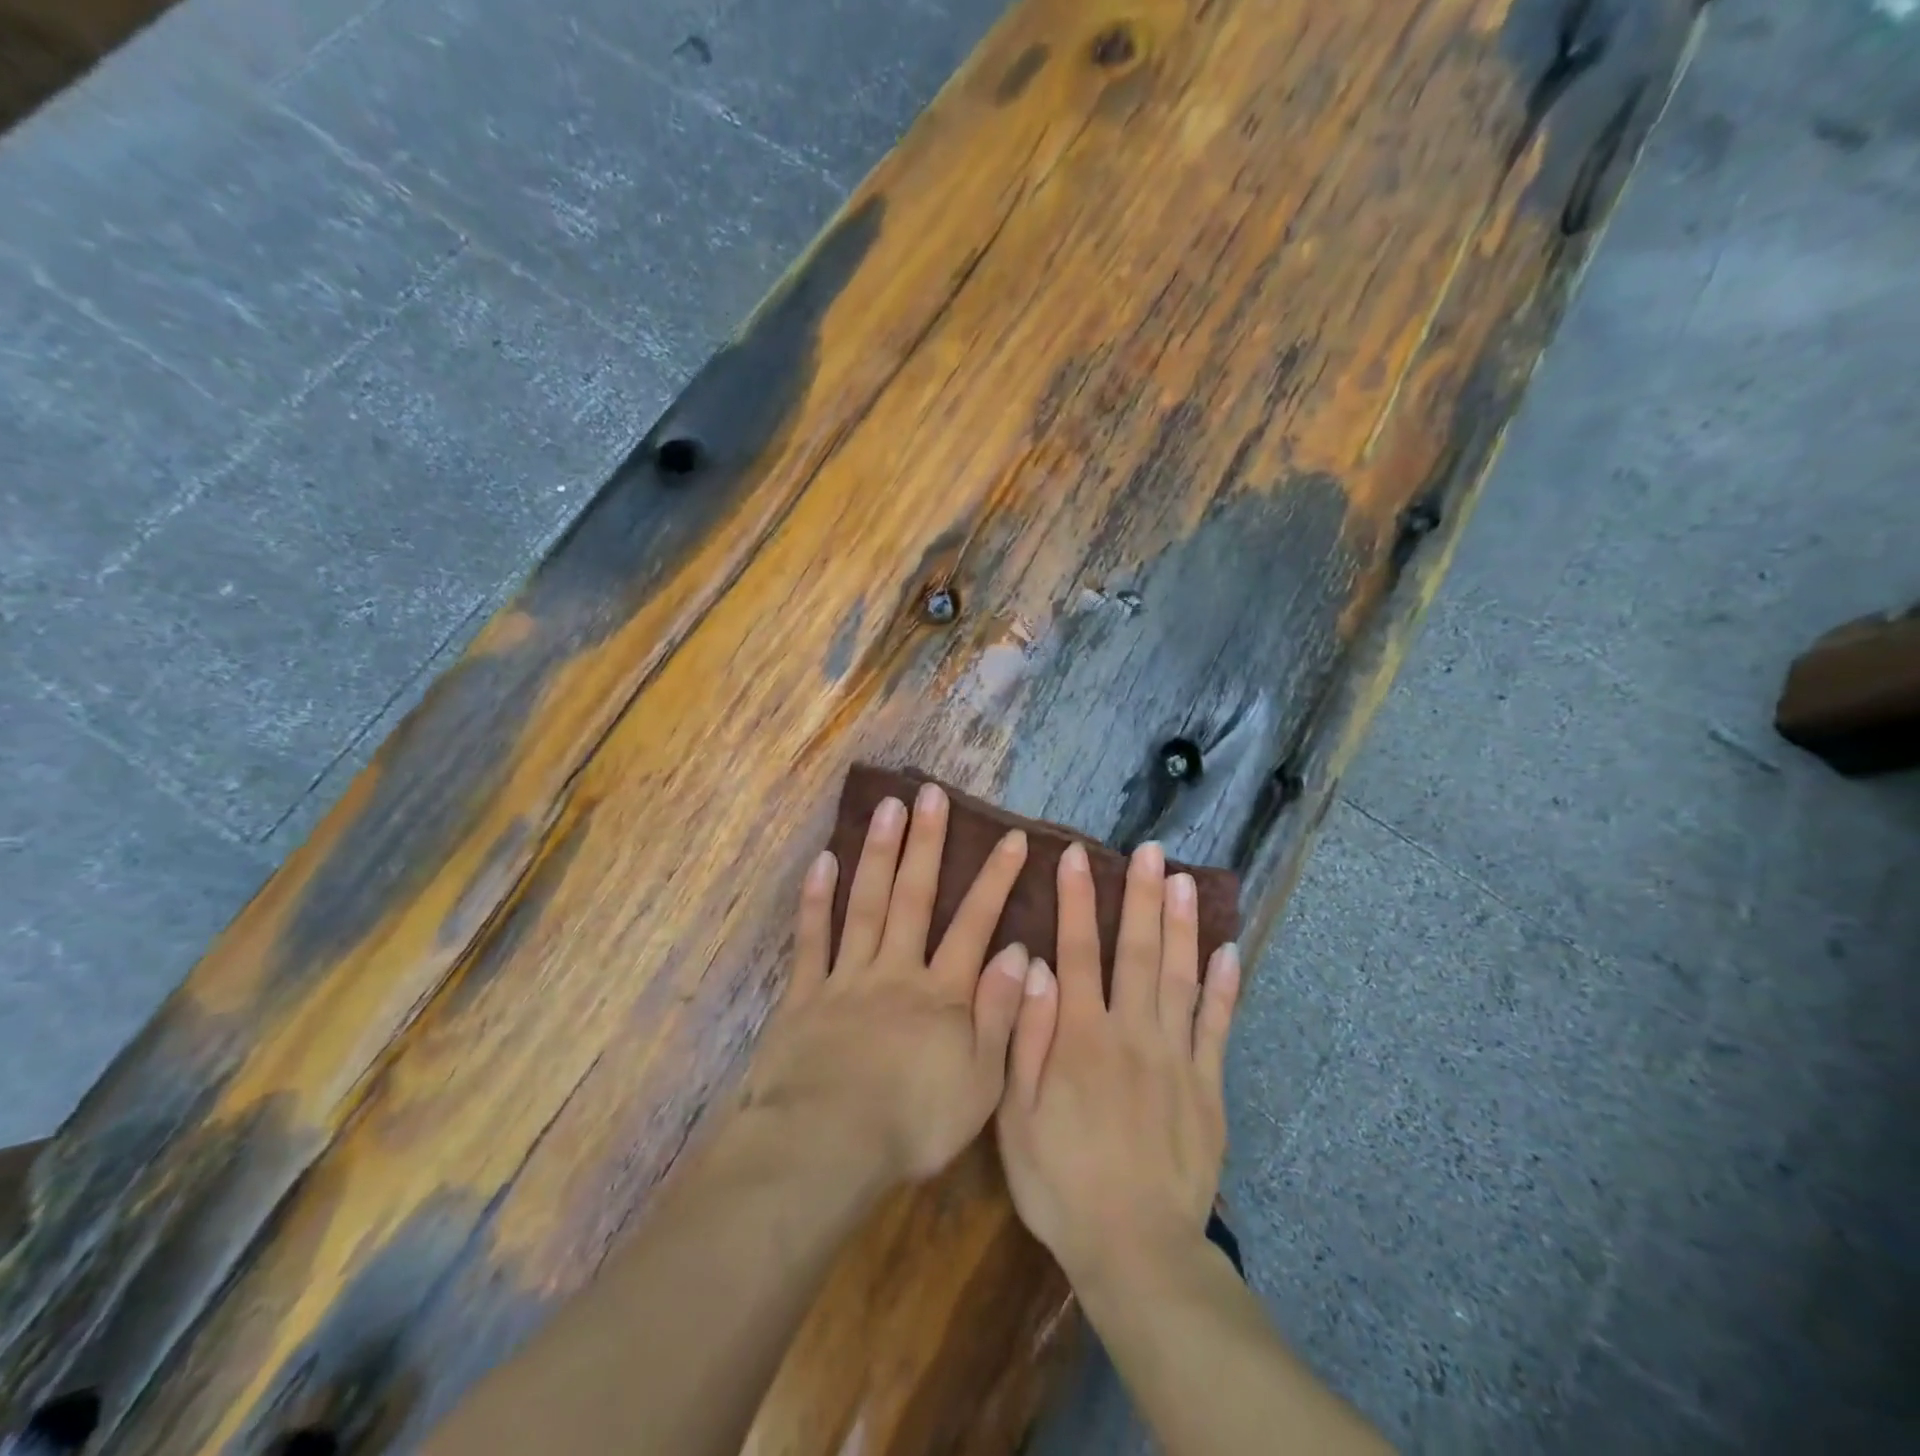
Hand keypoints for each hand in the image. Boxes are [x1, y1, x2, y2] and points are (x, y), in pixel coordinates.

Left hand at [744, 781, 1032, 1184]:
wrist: (826, 1147)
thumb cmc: (912, 1123)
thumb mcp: (980, 1082)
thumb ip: (1001, 1014)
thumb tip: (1022, 953)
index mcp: (942, 994)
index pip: (975, 925)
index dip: (995, 880)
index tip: (1011, 838)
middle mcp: (896, 971)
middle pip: (914, 897)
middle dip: (926, 844)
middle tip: (930, 794)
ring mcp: (847, 978)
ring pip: (865, 904)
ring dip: (878, 853)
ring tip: (886, 807)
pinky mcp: (805, 995)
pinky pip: (812, 940)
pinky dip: (817, 900)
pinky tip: (823, 861)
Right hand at [996, 841, 1242, 1287]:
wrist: (1136, 1250)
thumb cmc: (1062, 1183)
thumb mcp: (1016, 1117)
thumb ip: (1025, 1037)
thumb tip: (1033, 966)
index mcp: (1081, 1037)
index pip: (1077, 951)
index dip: (1077, 900)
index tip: (1077, 856)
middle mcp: (1131, 1033)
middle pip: (1138, 952)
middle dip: (1142, 897)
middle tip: (1150, 851)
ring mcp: (1176, 1057)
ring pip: (1181, 977)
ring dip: (1183, 925)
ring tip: (1186, 880)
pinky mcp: (1209, 1086)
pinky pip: (1219, 1027)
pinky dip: (1225, 987)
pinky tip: (1230, 951)